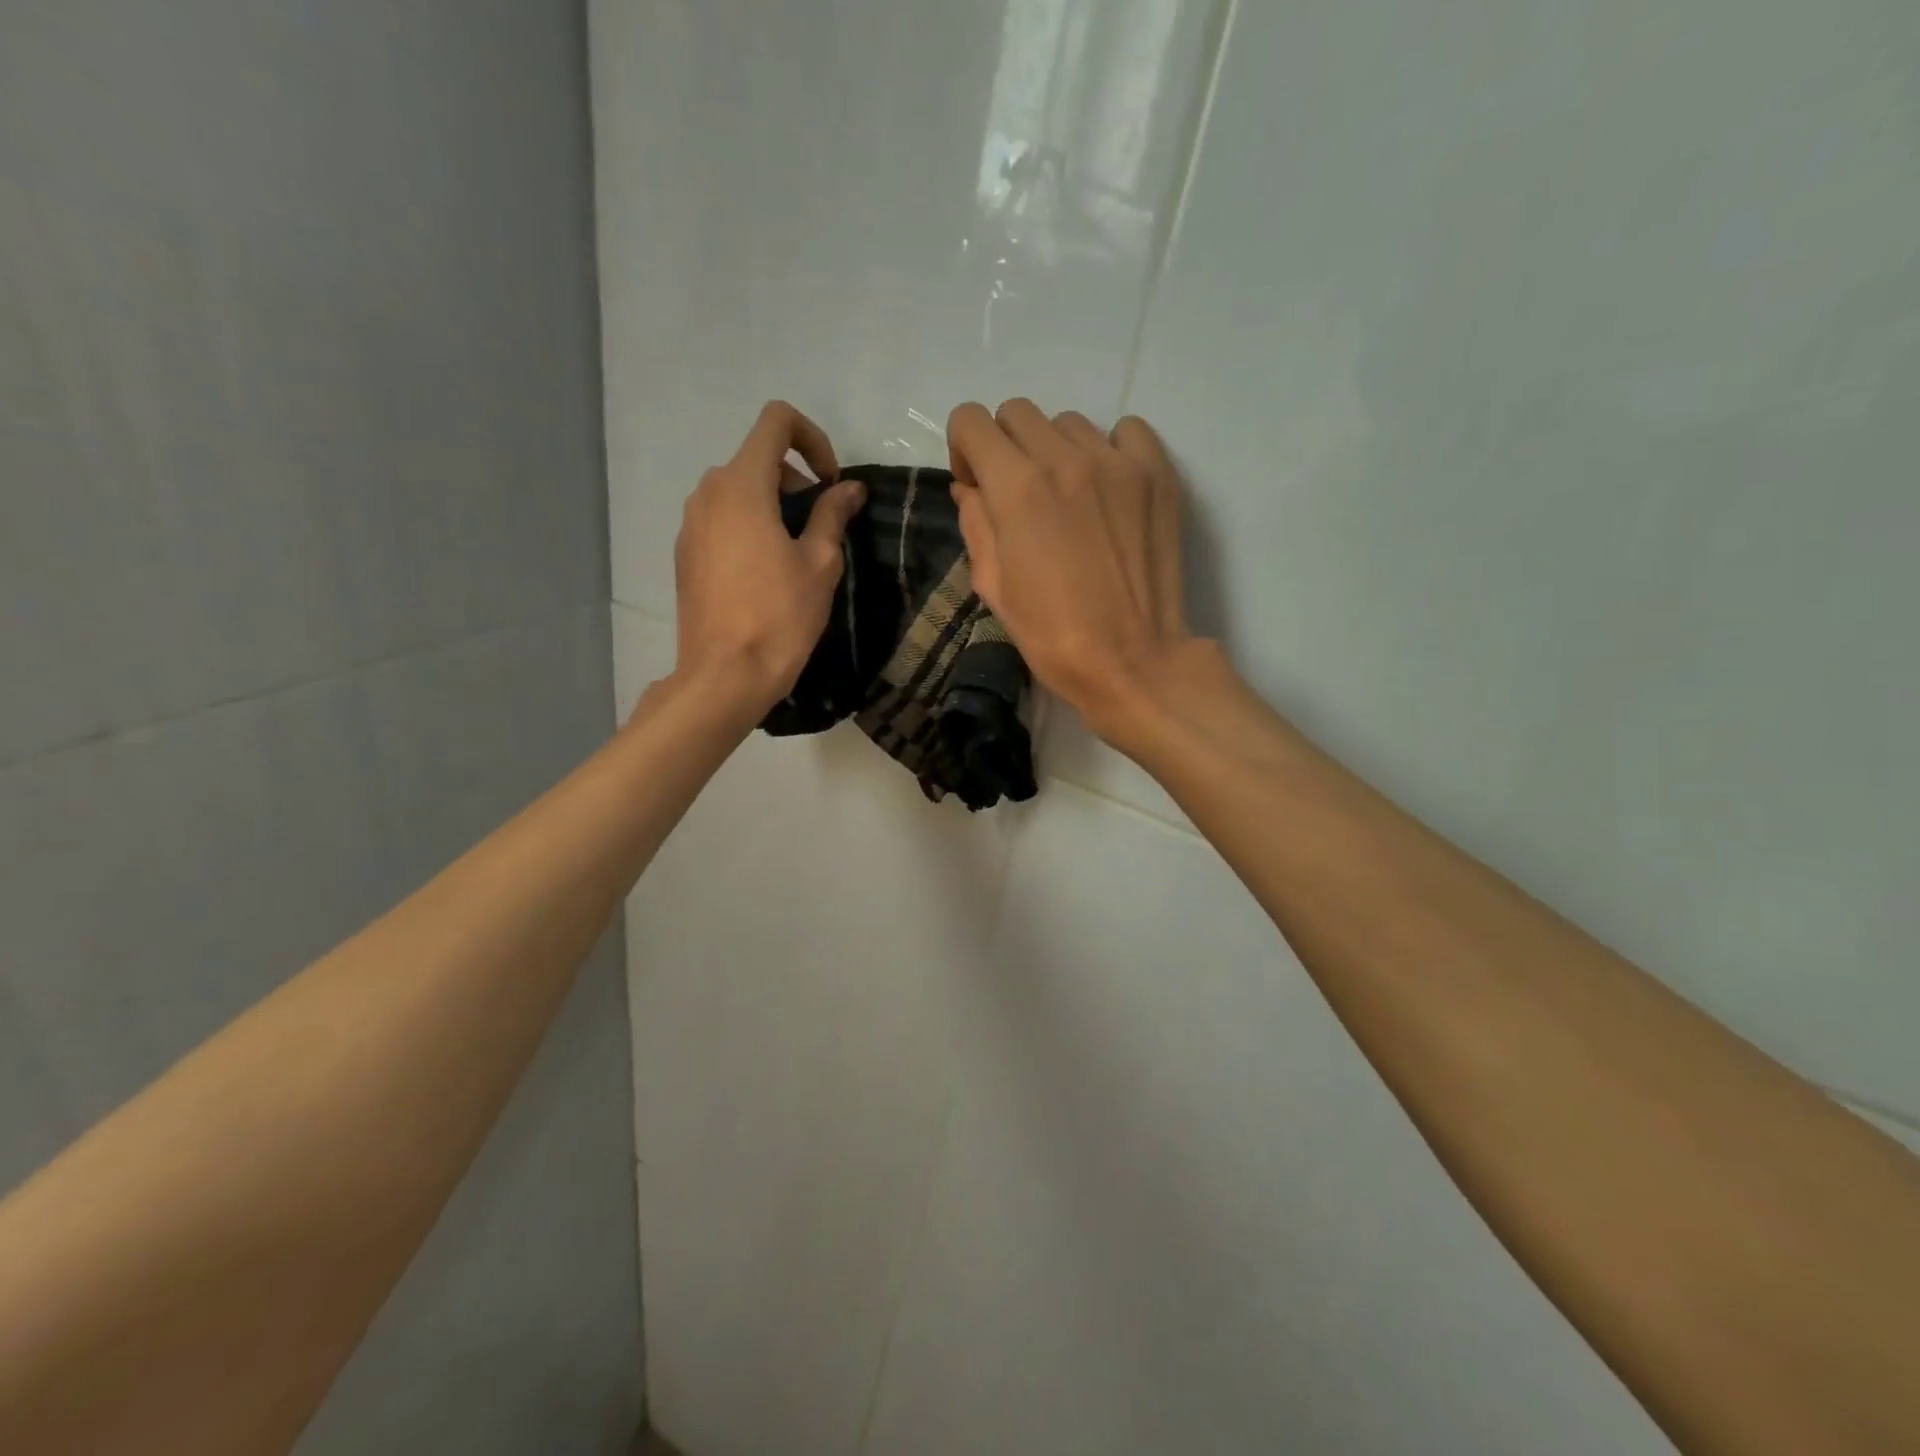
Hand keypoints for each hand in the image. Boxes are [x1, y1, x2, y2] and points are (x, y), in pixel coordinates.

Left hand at [672, 401, 865, 713]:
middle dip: (795, 481)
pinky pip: (721, 520)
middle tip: (821, 528)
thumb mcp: (820, 563)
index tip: (830, 483)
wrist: (725, 675)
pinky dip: (748, 527)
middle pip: (757, 459)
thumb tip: (849, 488)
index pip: (776, 422)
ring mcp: (690, 523)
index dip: (812, 438)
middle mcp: (708, 492)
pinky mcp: (684, 553)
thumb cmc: (780, 616)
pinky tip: (764, 575)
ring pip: (737, 491)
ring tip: (795, 555)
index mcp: (742, 485)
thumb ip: (832, 514)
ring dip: (772, 505)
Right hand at [946, 399, 1192, 731]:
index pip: (971, 420)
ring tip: (1070, 499)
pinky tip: (1108, 490)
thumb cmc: (1053, 636)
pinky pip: (1125, 431)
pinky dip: (1109, 450)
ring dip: (1056, 450)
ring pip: (1069, 423)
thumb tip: (971, 488)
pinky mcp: (1158, 473)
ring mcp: (1118, 462)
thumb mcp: (993, 587)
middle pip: (1018, 413)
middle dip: (1006, 447)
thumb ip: (976, 524)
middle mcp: (1065, 459)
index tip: (978, 486)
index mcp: (1017, 489)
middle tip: (1020, 495)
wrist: (1132, 661)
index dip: (964, 450)